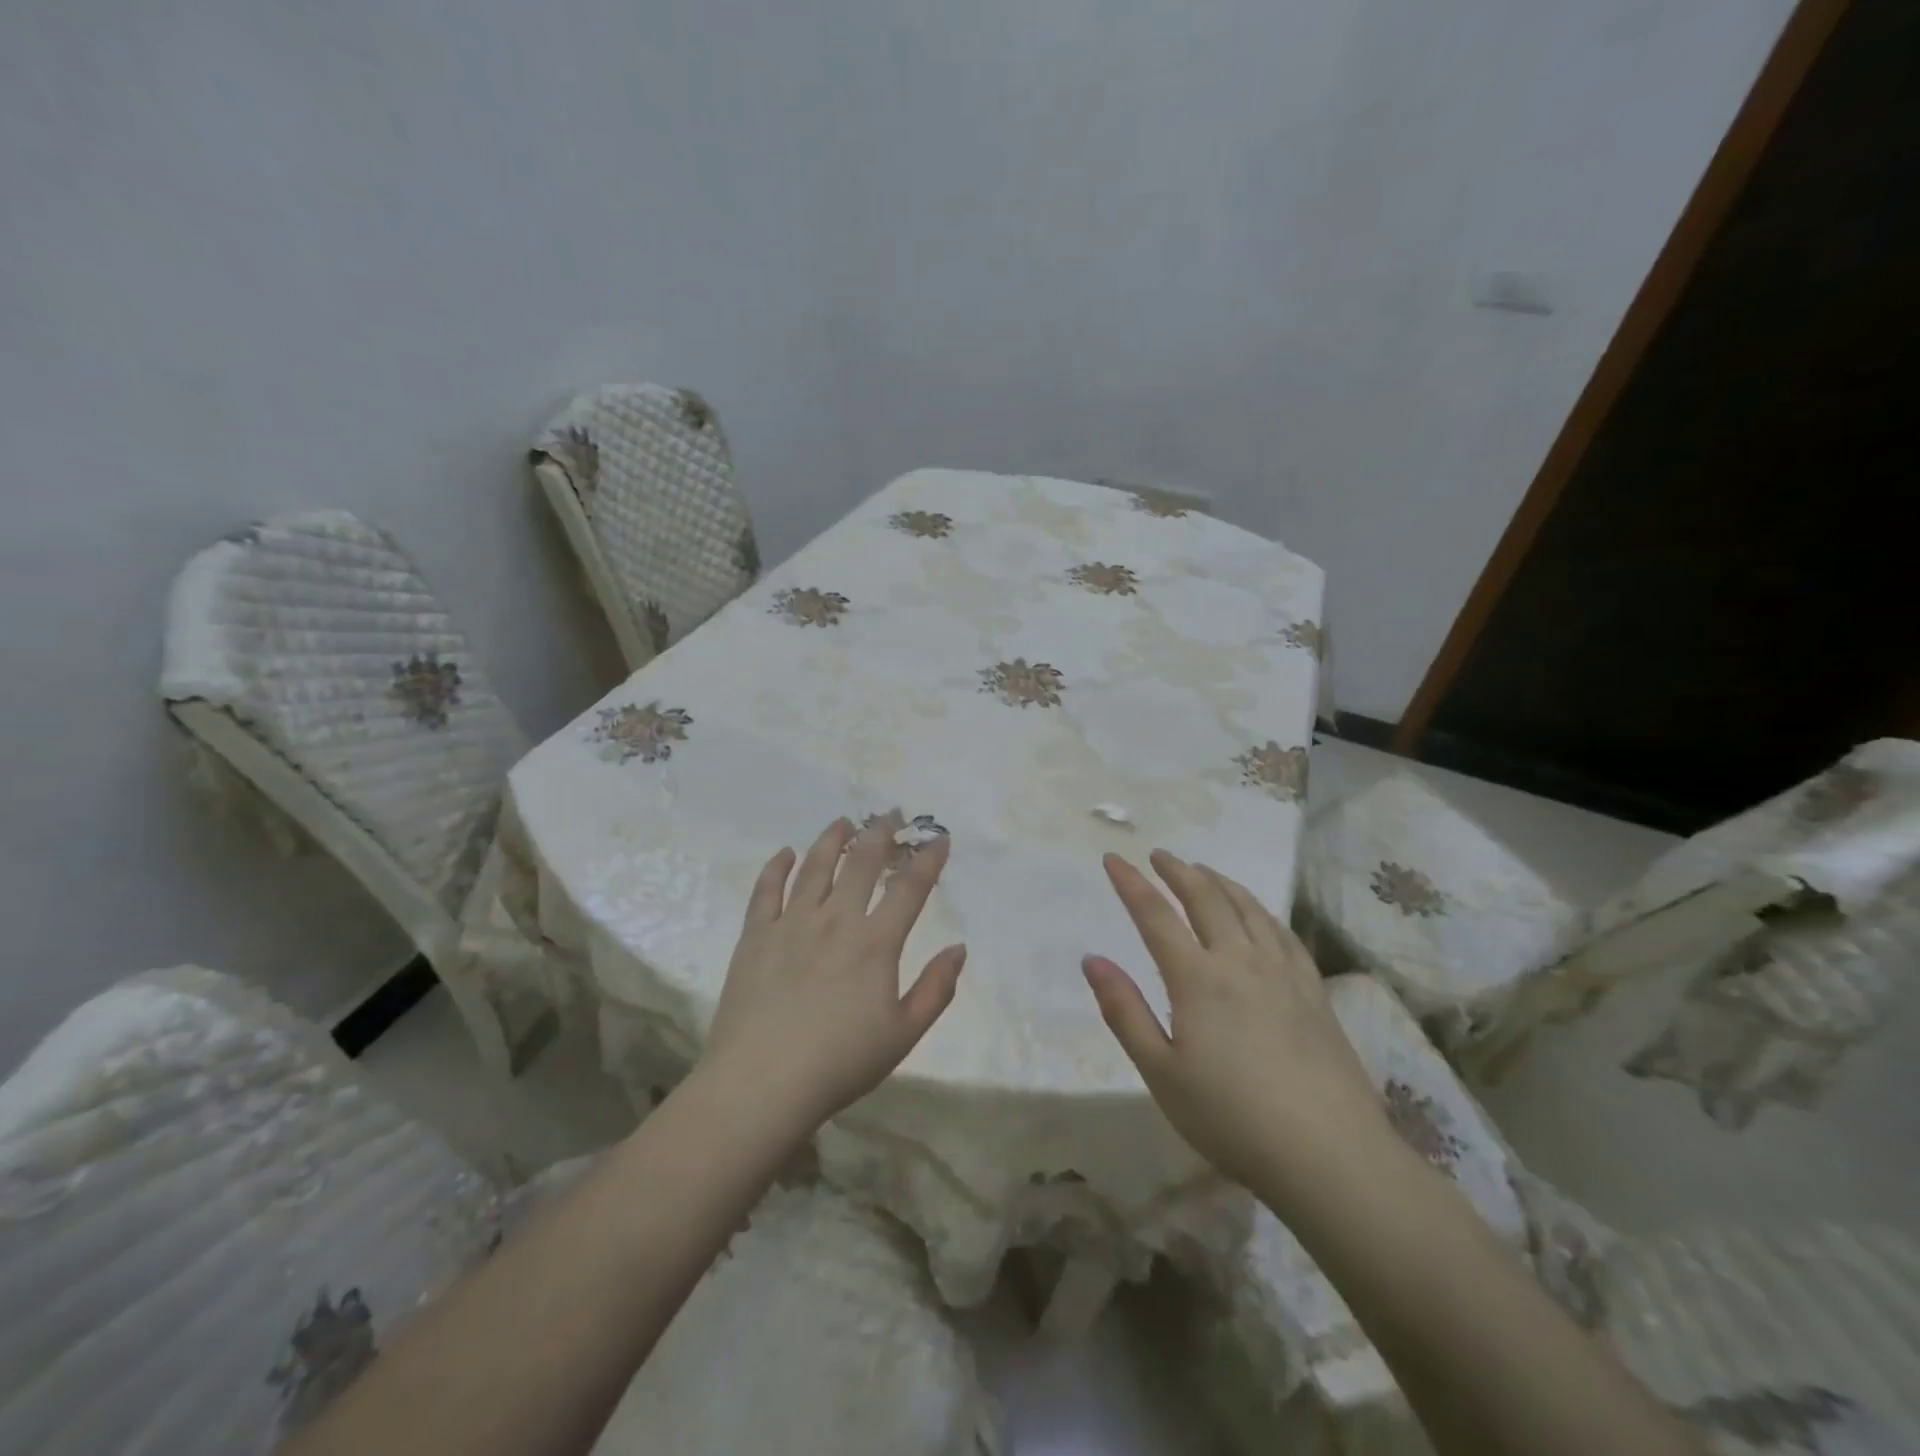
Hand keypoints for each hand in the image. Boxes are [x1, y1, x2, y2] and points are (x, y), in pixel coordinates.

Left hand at [702, 817, 965, 1130]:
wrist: (760, 1084)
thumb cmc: (839, 1064)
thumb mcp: (903, 1035)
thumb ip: (936, 989)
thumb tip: (959, 948)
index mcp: (875, 943)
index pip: (909, 888)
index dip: (928, 859)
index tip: (939, 839)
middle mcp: (836, 920)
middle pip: (862, 863)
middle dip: (881, 832)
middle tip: (890, 814)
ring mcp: (792, 923)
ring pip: (815, 866)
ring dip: (833, 839)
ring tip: (843, 822)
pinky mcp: (756, 935)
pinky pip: (767, 890)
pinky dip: (778, 867)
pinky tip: (786, 853)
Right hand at [1082, 850, 1388, 1191]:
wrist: (1329, 1155)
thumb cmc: (1231, 1118)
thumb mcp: (1161, 1073)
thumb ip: (1125, 1011)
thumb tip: (1092, 959)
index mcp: (1197, 978)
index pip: (1155, 915)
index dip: (1131, 883)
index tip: (1113, 858)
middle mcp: (1239, 960)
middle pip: (1206, 898)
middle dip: (1178, 871)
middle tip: (1158, 855)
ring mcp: (1282, 972)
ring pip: (1247, 907)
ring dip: (1219, 882)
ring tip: (1202, 871)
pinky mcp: (1314, 990)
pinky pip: (1282, 932)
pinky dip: (1260, 910)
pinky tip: (1257, 914)